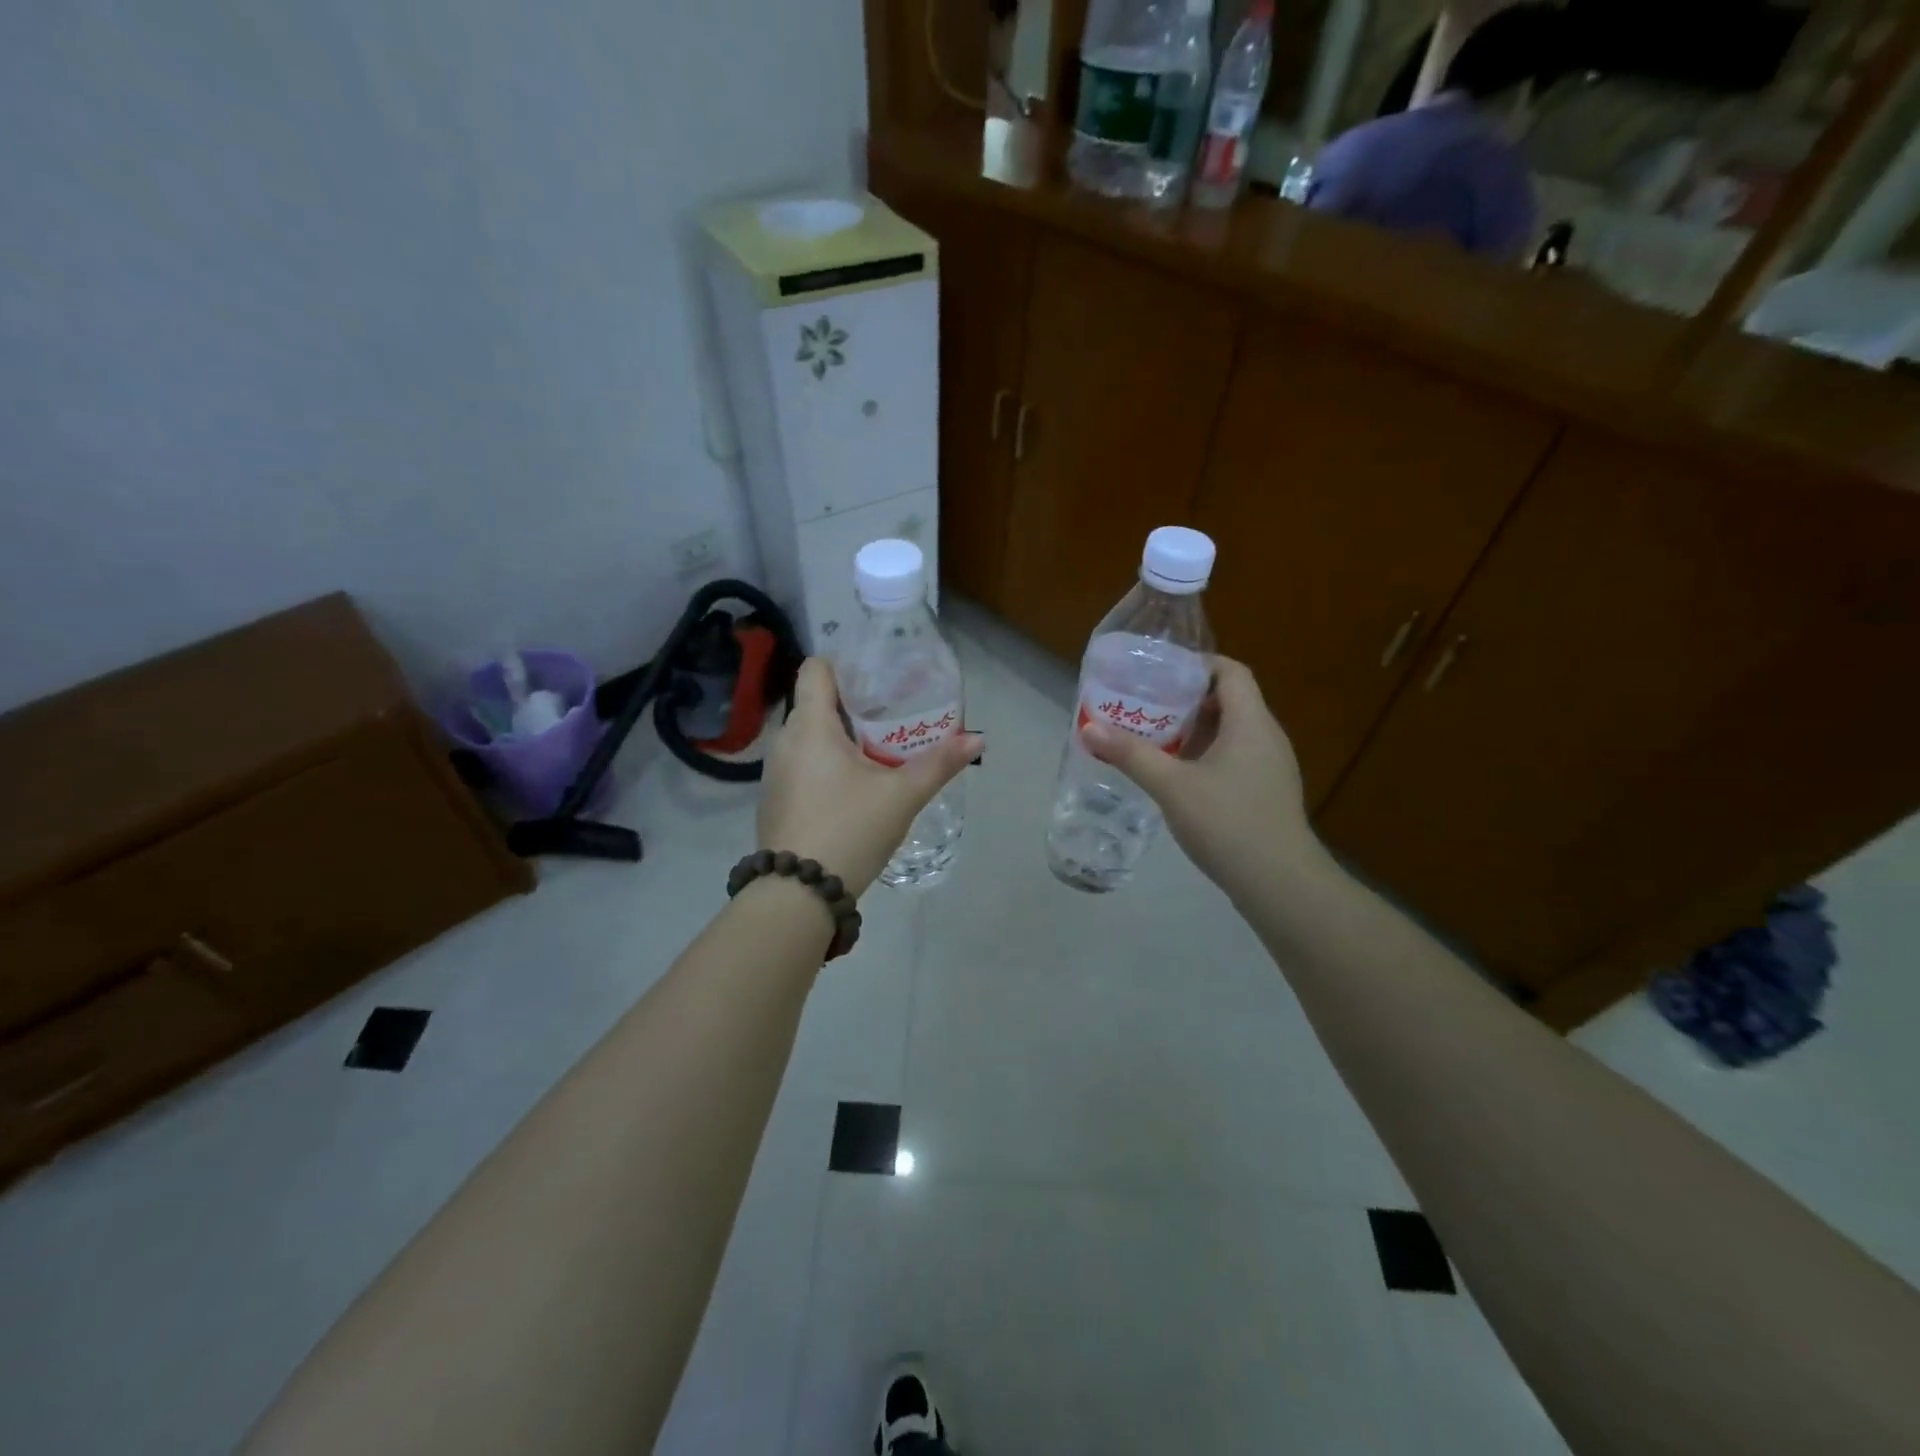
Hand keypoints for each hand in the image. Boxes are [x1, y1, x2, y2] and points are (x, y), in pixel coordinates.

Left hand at [757, 658, 981, 895]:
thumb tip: (978, 739)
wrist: (799, 894)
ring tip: (878, 747)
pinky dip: (826, 763)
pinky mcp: (775, 799)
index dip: (845, 664)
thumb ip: (939, 764)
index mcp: (810, 726)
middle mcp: (785, 741)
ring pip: (810, 737)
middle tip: (893, 712)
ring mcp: (775, 772)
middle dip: (854, 704)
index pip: (816, 669)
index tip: (878, 676)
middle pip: (817, 703)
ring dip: (841, 737)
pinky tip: (853, 785)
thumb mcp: (902, 796)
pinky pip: (802, 764)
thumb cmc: (850, 829)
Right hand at [1081, 657, 1321, 899]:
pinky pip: (1235, 758)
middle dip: (1187, 700)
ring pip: (1232, 732)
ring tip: (1155, 739)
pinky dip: (1207, 756)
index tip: (1159, 674)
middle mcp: (1267, 737)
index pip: (1231, 671)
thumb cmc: (1227, 822)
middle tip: (1147, 707)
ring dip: (1195, 731)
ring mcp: (1271, 767)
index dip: (1197, 665)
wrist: (1280, 883)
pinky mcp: (1267, 793)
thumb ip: (1132, 754)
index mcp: (1251, 722)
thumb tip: (1089, 728)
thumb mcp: (1171, 786)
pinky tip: (1179, 778)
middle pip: (1229, 700)